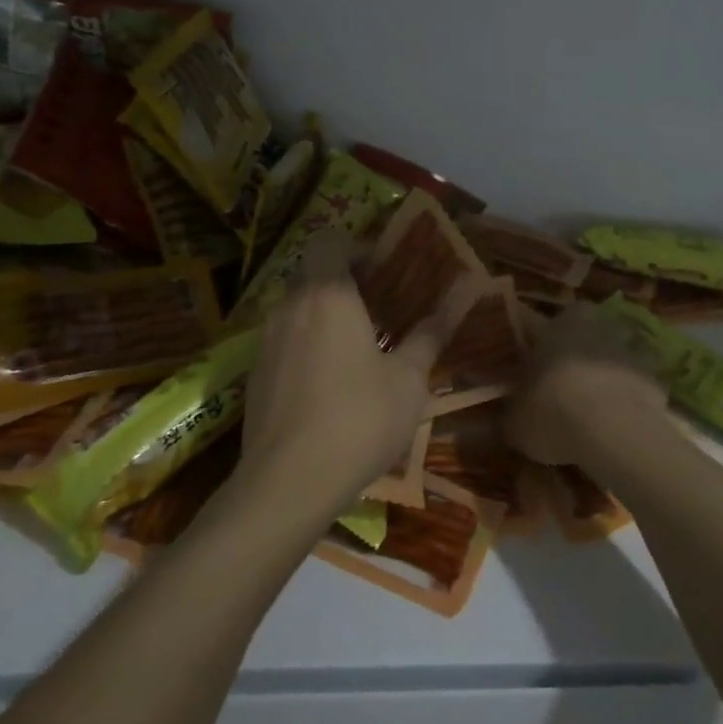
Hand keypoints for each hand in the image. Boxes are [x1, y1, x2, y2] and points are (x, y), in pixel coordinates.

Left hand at [239, 231, 446, 517]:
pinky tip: (331, 384)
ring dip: (326, 314)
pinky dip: (307, 343)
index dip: (357, 246)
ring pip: (298, 307)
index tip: (385, 272)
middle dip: (346, 281)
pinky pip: (285, 339)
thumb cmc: (359, 420)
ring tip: (360, 348)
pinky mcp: (255, 373)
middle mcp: (290, 306)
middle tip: (381, 309)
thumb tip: (467, 288)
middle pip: (313, 272)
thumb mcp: (409, 378)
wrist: (286, 484)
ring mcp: (266, 340)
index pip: (329, 239)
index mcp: (328, 295)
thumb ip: (432, 330)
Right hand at [501, 305, 671, 470]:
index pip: (538, 326)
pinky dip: (628, 399)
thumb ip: (509, 415)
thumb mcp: (514, 422)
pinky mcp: (656, 376)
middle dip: (571, 356)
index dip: (532, 349)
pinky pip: (636, 385)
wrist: (615, 431)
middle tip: (558, 388)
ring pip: (611, 357)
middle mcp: (596, 324)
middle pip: (580, 336)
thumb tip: (505, 420)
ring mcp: (630, 348)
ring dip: (602, 375)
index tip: (527, 371)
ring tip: (590, 411)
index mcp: (556, 323)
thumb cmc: (553, 411)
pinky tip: (617, 426)